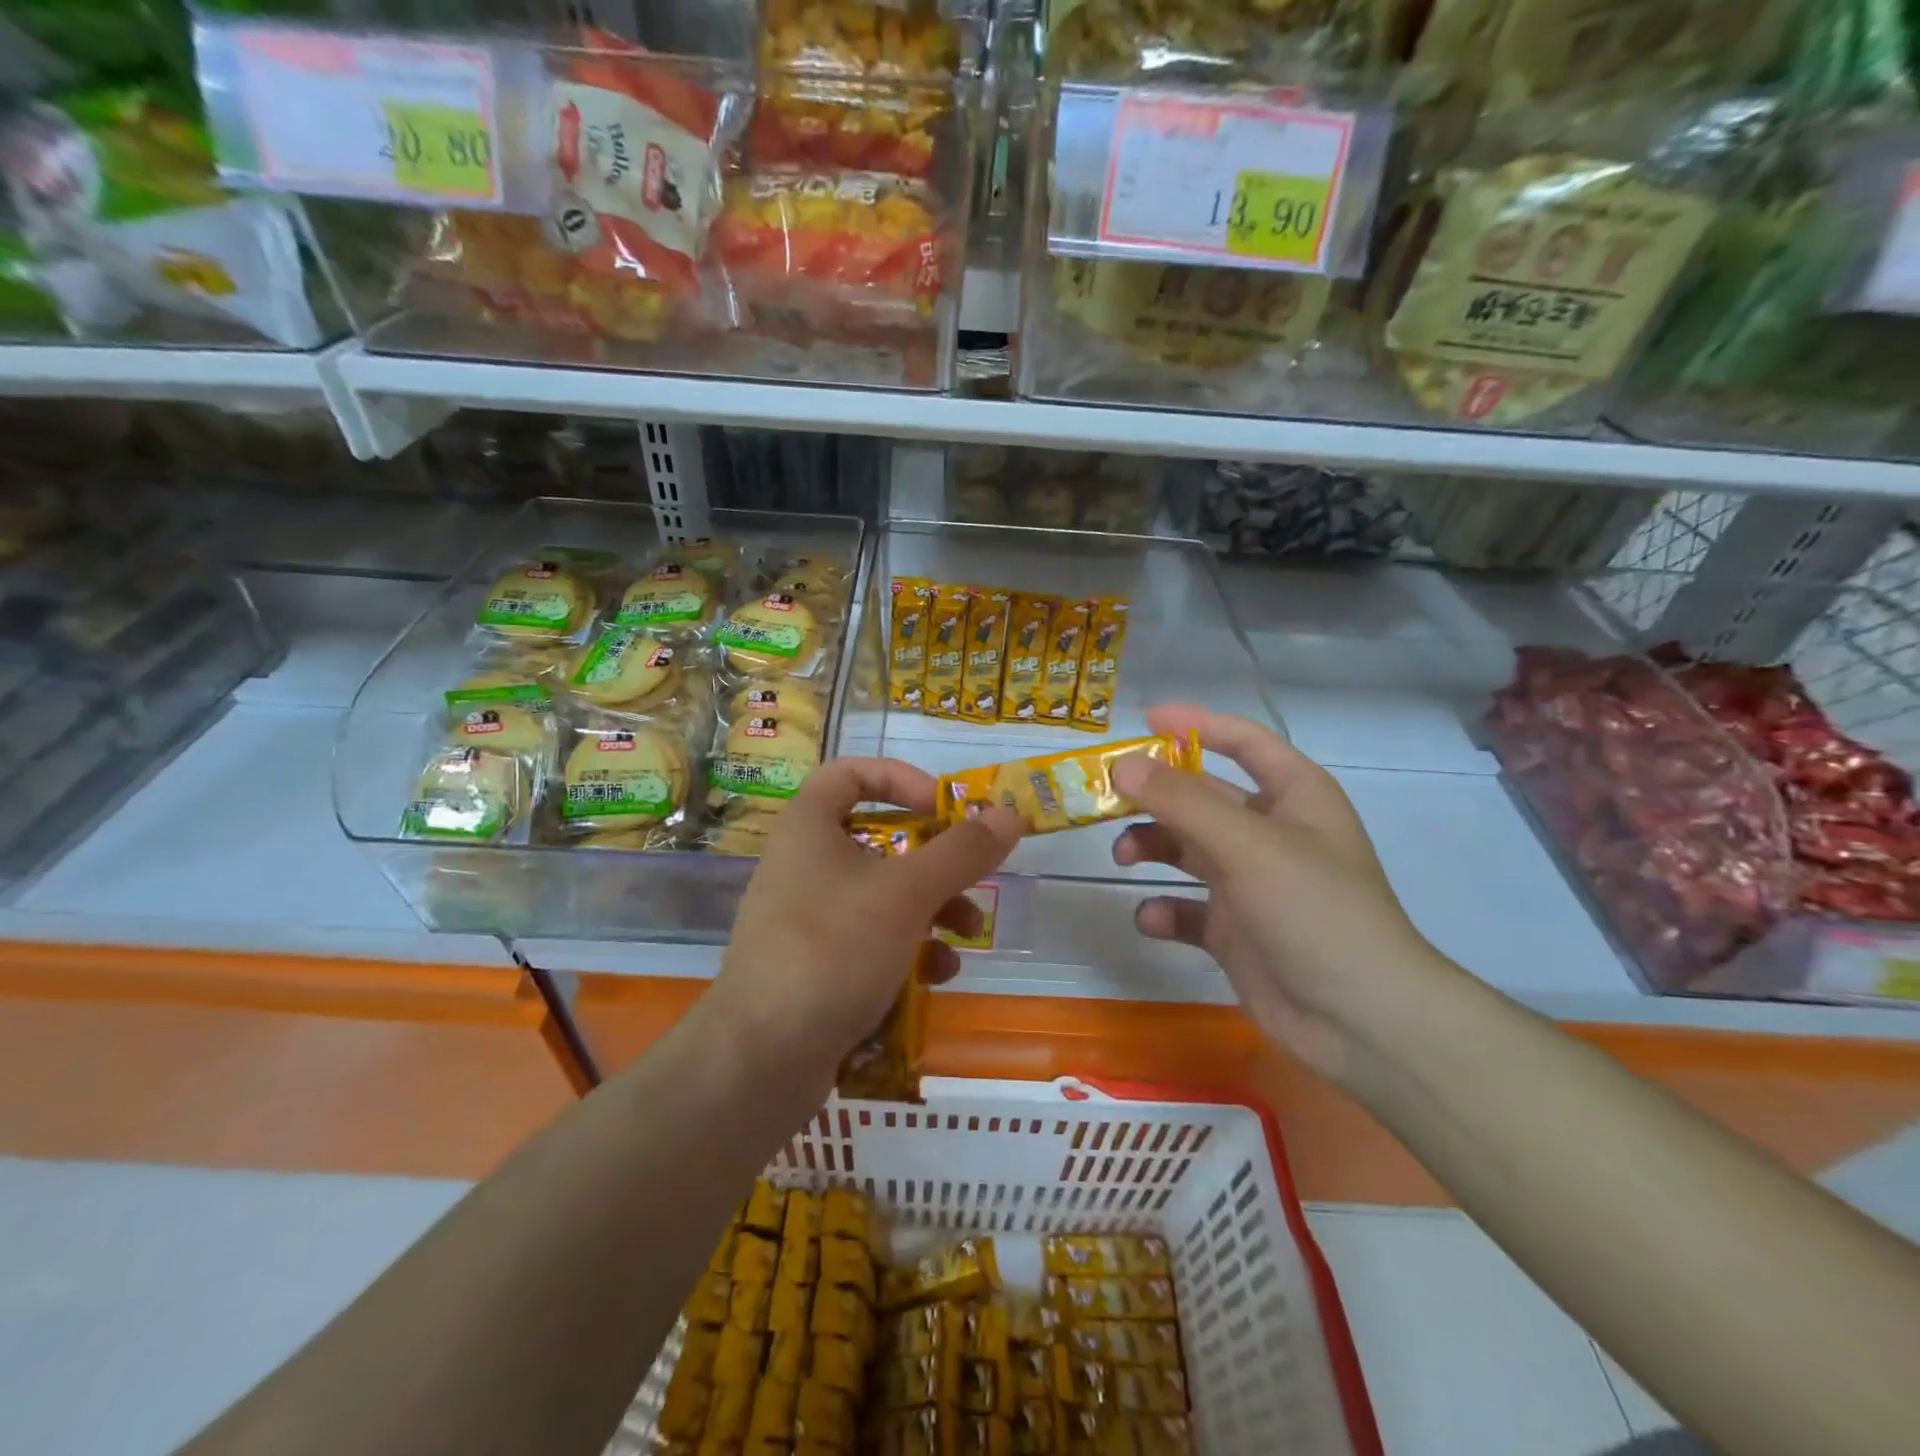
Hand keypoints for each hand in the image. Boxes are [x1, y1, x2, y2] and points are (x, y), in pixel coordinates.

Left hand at [708, 759, 1022, 1093]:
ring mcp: (806, 918)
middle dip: (934, 860)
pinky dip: (906, 950)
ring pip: (880, 895)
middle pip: (878, 839)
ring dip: (931, 910)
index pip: (850, 773)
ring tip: (967, 938)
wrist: (761, 1060)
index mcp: (809, 827)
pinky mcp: (814, 965)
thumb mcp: (907, 894)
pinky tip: (936, 978)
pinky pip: (868, 940)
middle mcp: (803, 864)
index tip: (943, 807)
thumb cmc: (833, 950)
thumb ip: (961, 852)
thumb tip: (1009, 814)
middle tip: (973, 877)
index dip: (901, 779)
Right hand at [1112, 705, 1462, 1085]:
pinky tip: (1154, 920)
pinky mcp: (1234, 931)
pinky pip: (1187, 909)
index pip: (1244, 742)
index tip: (1144, 720)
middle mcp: (1271, 833)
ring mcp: (1251, 884)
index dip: (1197, 725)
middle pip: (1203, 797)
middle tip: (1107, 798)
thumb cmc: (1313, 909)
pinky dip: (1166, 910)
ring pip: (1187, 850)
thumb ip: (1181, 800)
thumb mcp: (1247, 844)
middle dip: (1156, 796)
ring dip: (1152, 847)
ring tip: (1122, 857)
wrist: (1359, 1021)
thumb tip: (1121, 764)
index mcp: (1294, 796)